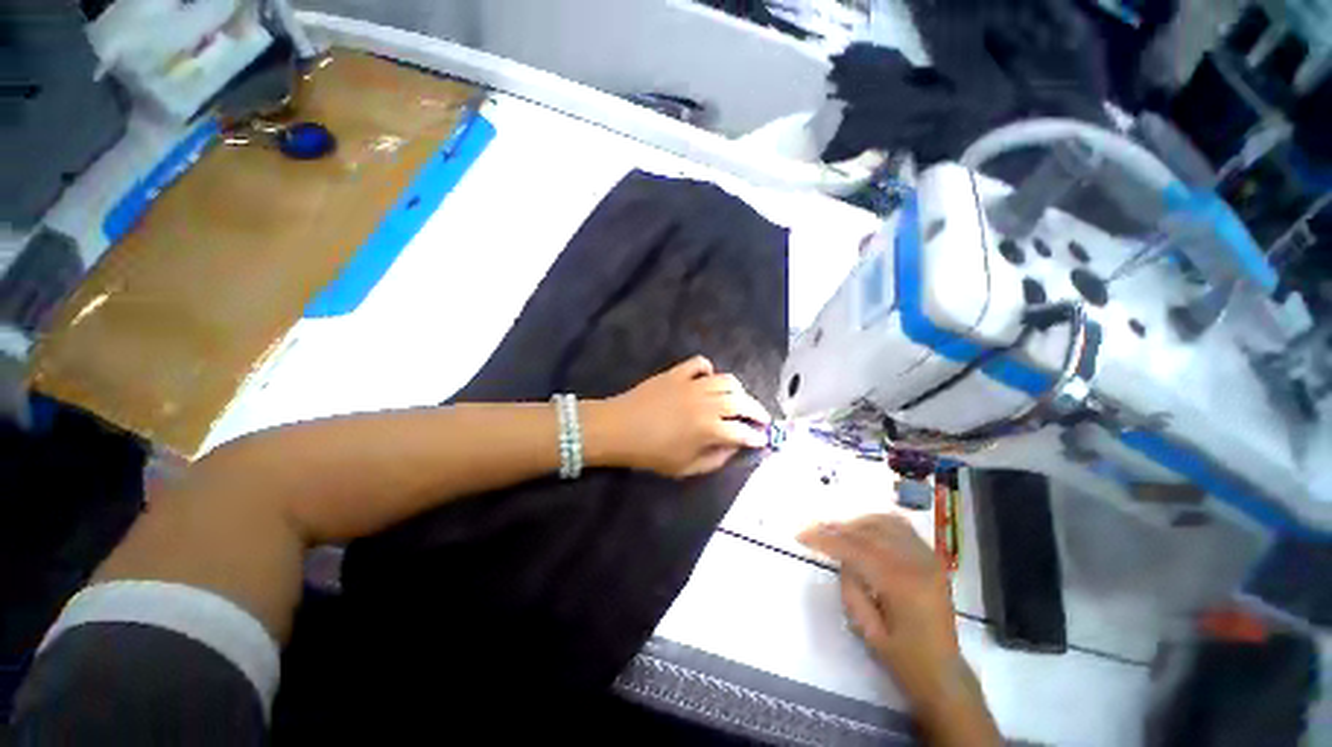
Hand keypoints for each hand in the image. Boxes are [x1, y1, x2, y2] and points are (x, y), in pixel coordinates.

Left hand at [589, 356, 770, 477]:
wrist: (619, 428)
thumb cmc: (651, 453)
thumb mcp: (685, 468)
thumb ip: (715, 460)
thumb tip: (733, 448)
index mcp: (709, 429)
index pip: (743, 432)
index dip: (756, 436)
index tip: (762, 439)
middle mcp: (707, 403)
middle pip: (743, 402)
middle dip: (758, 411)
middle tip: (761, 418)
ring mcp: (692, 384)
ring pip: (727, 380)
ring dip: (738, 391)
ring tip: (738, 399)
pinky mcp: (677, 372)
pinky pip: (700, 363)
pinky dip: (708, 369)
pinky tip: (707, 380)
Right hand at [798, 515, 996, 743]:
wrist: (944, 674)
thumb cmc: (903, 659)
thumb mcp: (867, 630)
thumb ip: (851, 589)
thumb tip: (843, 559)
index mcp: (901, 585)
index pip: (855, 549)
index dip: (825, 540)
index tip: (801, 535)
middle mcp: (917, 563)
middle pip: (869, 532)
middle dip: (837, 528)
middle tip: (813, 529)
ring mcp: (928, 558)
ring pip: (885, 523)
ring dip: (857, 523)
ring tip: (837, 531)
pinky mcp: (932, 559)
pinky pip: (902, 528)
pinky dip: (879, 523)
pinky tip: (864, 529)